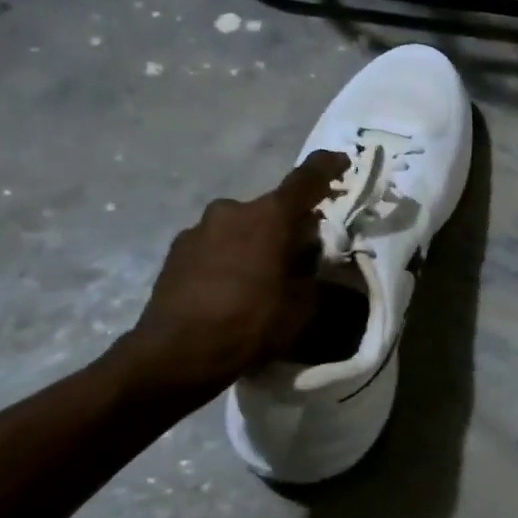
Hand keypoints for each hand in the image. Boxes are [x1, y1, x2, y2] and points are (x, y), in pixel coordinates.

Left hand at [112, 150, 347, 405]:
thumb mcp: (303, 305)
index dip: (329, 167)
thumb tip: (316, 261)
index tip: (342, 163)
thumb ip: (316, 274)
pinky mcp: (177, 250)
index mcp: (271, 215)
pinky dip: (229, 257)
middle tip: (300, 254)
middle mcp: (233, 209)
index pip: (308, 178)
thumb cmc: (251, 323)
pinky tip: (230, 288)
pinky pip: (216, 245)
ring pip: (241, 226)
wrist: (175, 354)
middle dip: (289, 225)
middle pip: (273, 208)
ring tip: (261, 277)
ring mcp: (199, 228)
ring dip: (256, 242)